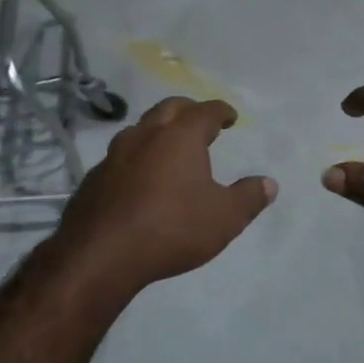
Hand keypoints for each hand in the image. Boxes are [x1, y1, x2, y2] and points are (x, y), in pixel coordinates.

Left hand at [50, 97, 276, 295]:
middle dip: (188, 110)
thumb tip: (269, 183)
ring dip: (158, 130)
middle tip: (200, 121)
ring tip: (169, 146)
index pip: (206, 111)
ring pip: (140, 128)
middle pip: (169, 108)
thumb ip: (249, 197)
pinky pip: (121, 156)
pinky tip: (140, 177)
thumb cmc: (172, 228)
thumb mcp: (224, 218)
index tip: (230, 117)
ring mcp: (115, 154)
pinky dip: (136, 157)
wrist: (101, 254)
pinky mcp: (94, 177)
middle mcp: (146, 134)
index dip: (221, 111)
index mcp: (181, 136)